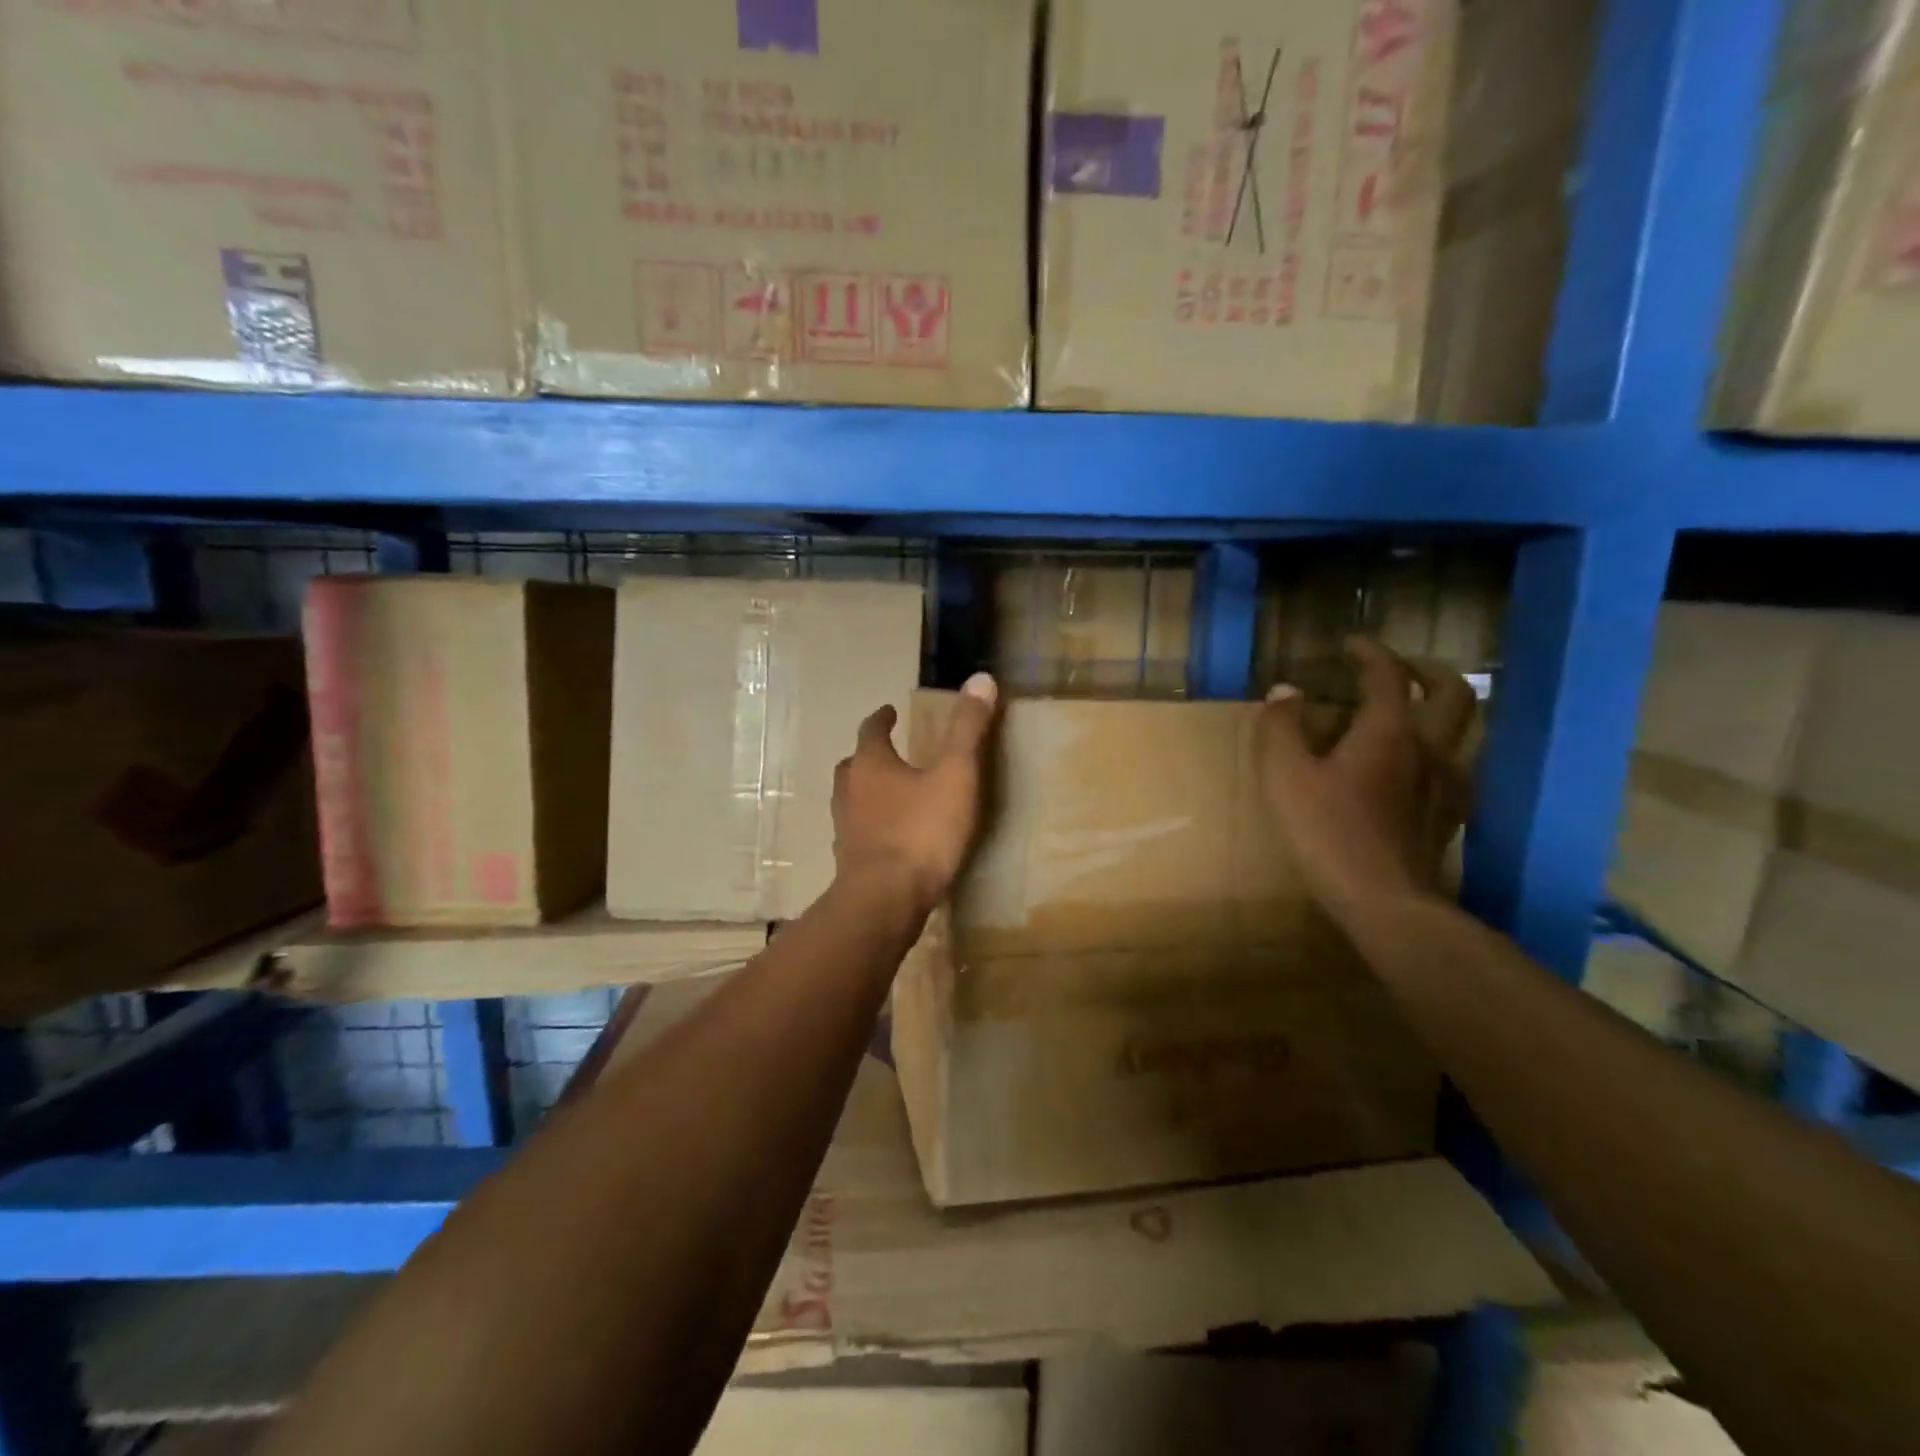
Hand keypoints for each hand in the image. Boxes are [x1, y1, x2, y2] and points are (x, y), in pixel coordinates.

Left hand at [832, 672, 998, 912]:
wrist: (885, 899)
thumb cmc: (921, 830)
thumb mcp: (955, 774)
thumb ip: (967, 729)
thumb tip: (981, 678)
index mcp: (870, 764)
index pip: (871, 730)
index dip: (882, 719)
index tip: (889, 711)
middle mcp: (848, 791)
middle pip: (854, 764)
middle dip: (870, 756)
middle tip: (890, 753)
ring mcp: (844, 828)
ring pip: (852, 799)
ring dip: (868, 792)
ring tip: (893, 794)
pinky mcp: (849, 861)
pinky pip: (859, 832)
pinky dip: (872, 826)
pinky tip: (892, 838)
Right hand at [1256, 638, 1475, 921]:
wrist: (1385, 899)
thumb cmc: (1327, 831)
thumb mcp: (1284, 776)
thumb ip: (1280, 727)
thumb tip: (1284, 691)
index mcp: (1389, 730)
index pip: (1387, 674)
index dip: (1369, 652)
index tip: (1349, 644)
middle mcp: (1430, 746)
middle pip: (1451, 691)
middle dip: (1425, 669)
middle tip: (1396, 667)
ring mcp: (1449, 780)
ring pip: (1463, 726)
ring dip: (1438, 706)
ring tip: (1407, 710)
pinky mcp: (1451, 812)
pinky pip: (1456, 761)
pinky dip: (1438, 745)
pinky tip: (1413, 763)